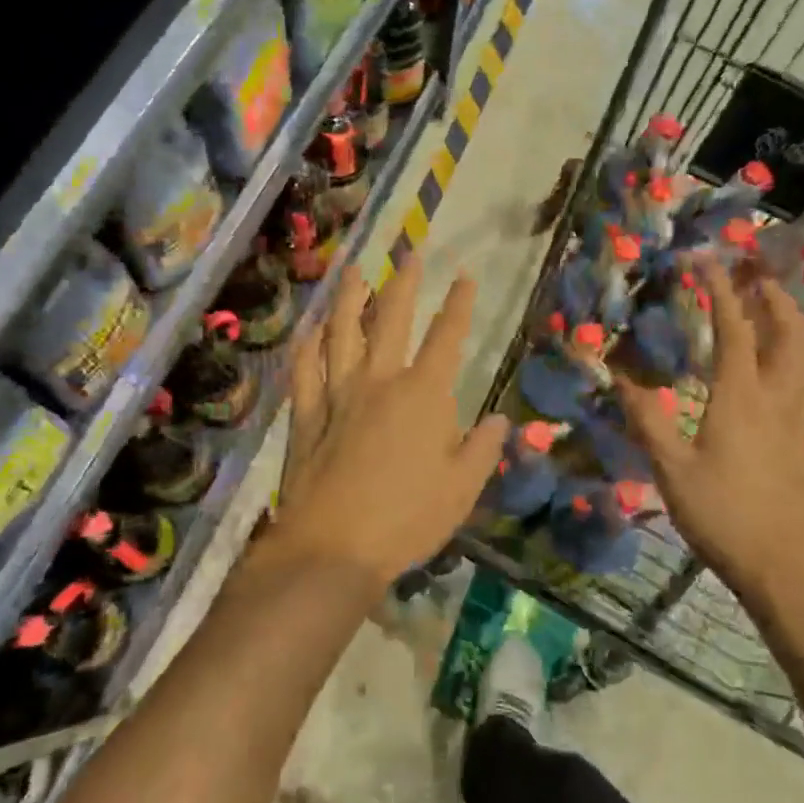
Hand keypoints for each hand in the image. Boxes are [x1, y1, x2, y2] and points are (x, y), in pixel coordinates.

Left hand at [271, 255, 509, 590]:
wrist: (334, 546)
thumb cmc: (407, 519)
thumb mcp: (461, 490)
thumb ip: (482, 449)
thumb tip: (500, 419)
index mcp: (423, 396)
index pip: (447, 338)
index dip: (458, 304)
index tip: (464, 276)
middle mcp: (379, 382)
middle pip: (391, 321)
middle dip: (403, 285)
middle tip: (409, 256)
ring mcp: (337, 395)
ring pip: (341, 334)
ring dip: (348, 300)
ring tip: (354, 273)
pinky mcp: (306, 415)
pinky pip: (304, 371)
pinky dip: (306, 347)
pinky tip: (308, 330)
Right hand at [614, 258, 803, 606]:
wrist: (786, 567)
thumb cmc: (724, 515)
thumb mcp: (671, 469)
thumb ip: (647, 420)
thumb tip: (619, 379)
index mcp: (741, 397)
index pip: (733, 329)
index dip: (720, 291)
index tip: (706, 261)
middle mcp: (778, 397)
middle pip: (786, 332)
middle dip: (771, 295)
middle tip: (754, 271)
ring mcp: (802, 418)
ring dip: (793, 320)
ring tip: (776, 304)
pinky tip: (795, 362)